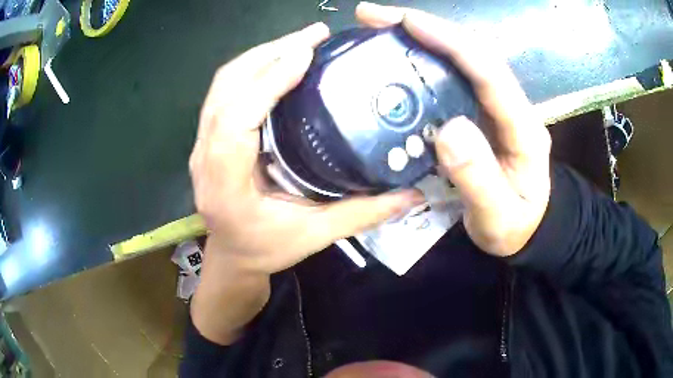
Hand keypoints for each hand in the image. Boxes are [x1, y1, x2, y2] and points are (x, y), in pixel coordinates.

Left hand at [189, 22, 424, 274]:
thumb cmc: (265, 250)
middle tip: (314, 35)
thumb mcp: (314, 237)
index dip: (266, 82)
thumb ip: (361, 214)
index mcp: (225, 186)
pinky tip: (280, 61)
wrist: (232, 256)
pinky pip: (224, 92)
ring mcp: (201, 145)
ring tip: (302, 41)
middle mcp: (205, 159)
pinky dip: (252, 68)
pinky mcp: (207, 137)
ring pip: (222, 85)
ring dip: (260, 56)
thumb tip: (412, 194)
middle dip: (269, 54)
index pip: (234, 121)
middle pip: (226, 89)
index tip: (304, 53)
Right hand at [357, 2, 551, 256]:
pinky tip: (397, 59)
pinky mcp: (479, 113)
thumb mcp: (498, 217)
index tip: (406, 22)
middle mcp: (510, 106)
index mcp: (522, 128)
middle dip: (425, 28)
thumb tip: (448, 130)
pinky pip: (451, 78)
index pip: (489, 71)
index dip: (449, 41)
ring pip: (460, 60)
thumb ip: (478, 180)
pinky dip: (422, 61)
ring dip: (420, 38)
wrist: (527, 231)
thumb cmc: (515, 228)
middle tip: (374, 17)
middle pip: (471, 53)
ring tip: (378, 28)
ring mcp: (494, 107)